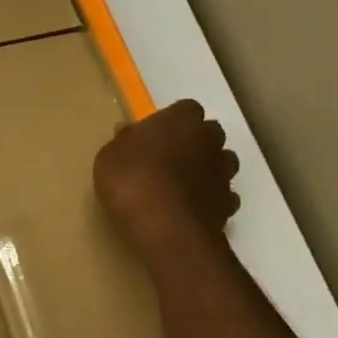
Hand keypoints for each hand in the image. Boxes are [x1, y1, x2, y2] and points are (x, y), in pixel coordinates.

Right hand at [94, 101, 240, 252]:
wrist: (166, 228)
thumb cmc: (132, 180)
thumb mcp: (109, 157)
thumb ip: (122, 142)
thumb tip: (128, 133)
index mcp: (181, 120)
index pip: (185, 109)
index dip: (169, 122)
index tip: (152, 137)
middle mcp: (210, 140)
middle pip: (208, 134)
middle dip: (192, 143)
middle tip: (165, 159)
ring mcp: (223, 173)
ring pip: (220, 163)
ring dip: (205, 169)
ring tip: (179, 186)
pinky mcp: (228, 204)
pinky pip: (221, 194)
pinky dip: (209, 198)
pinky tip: (189, 209)